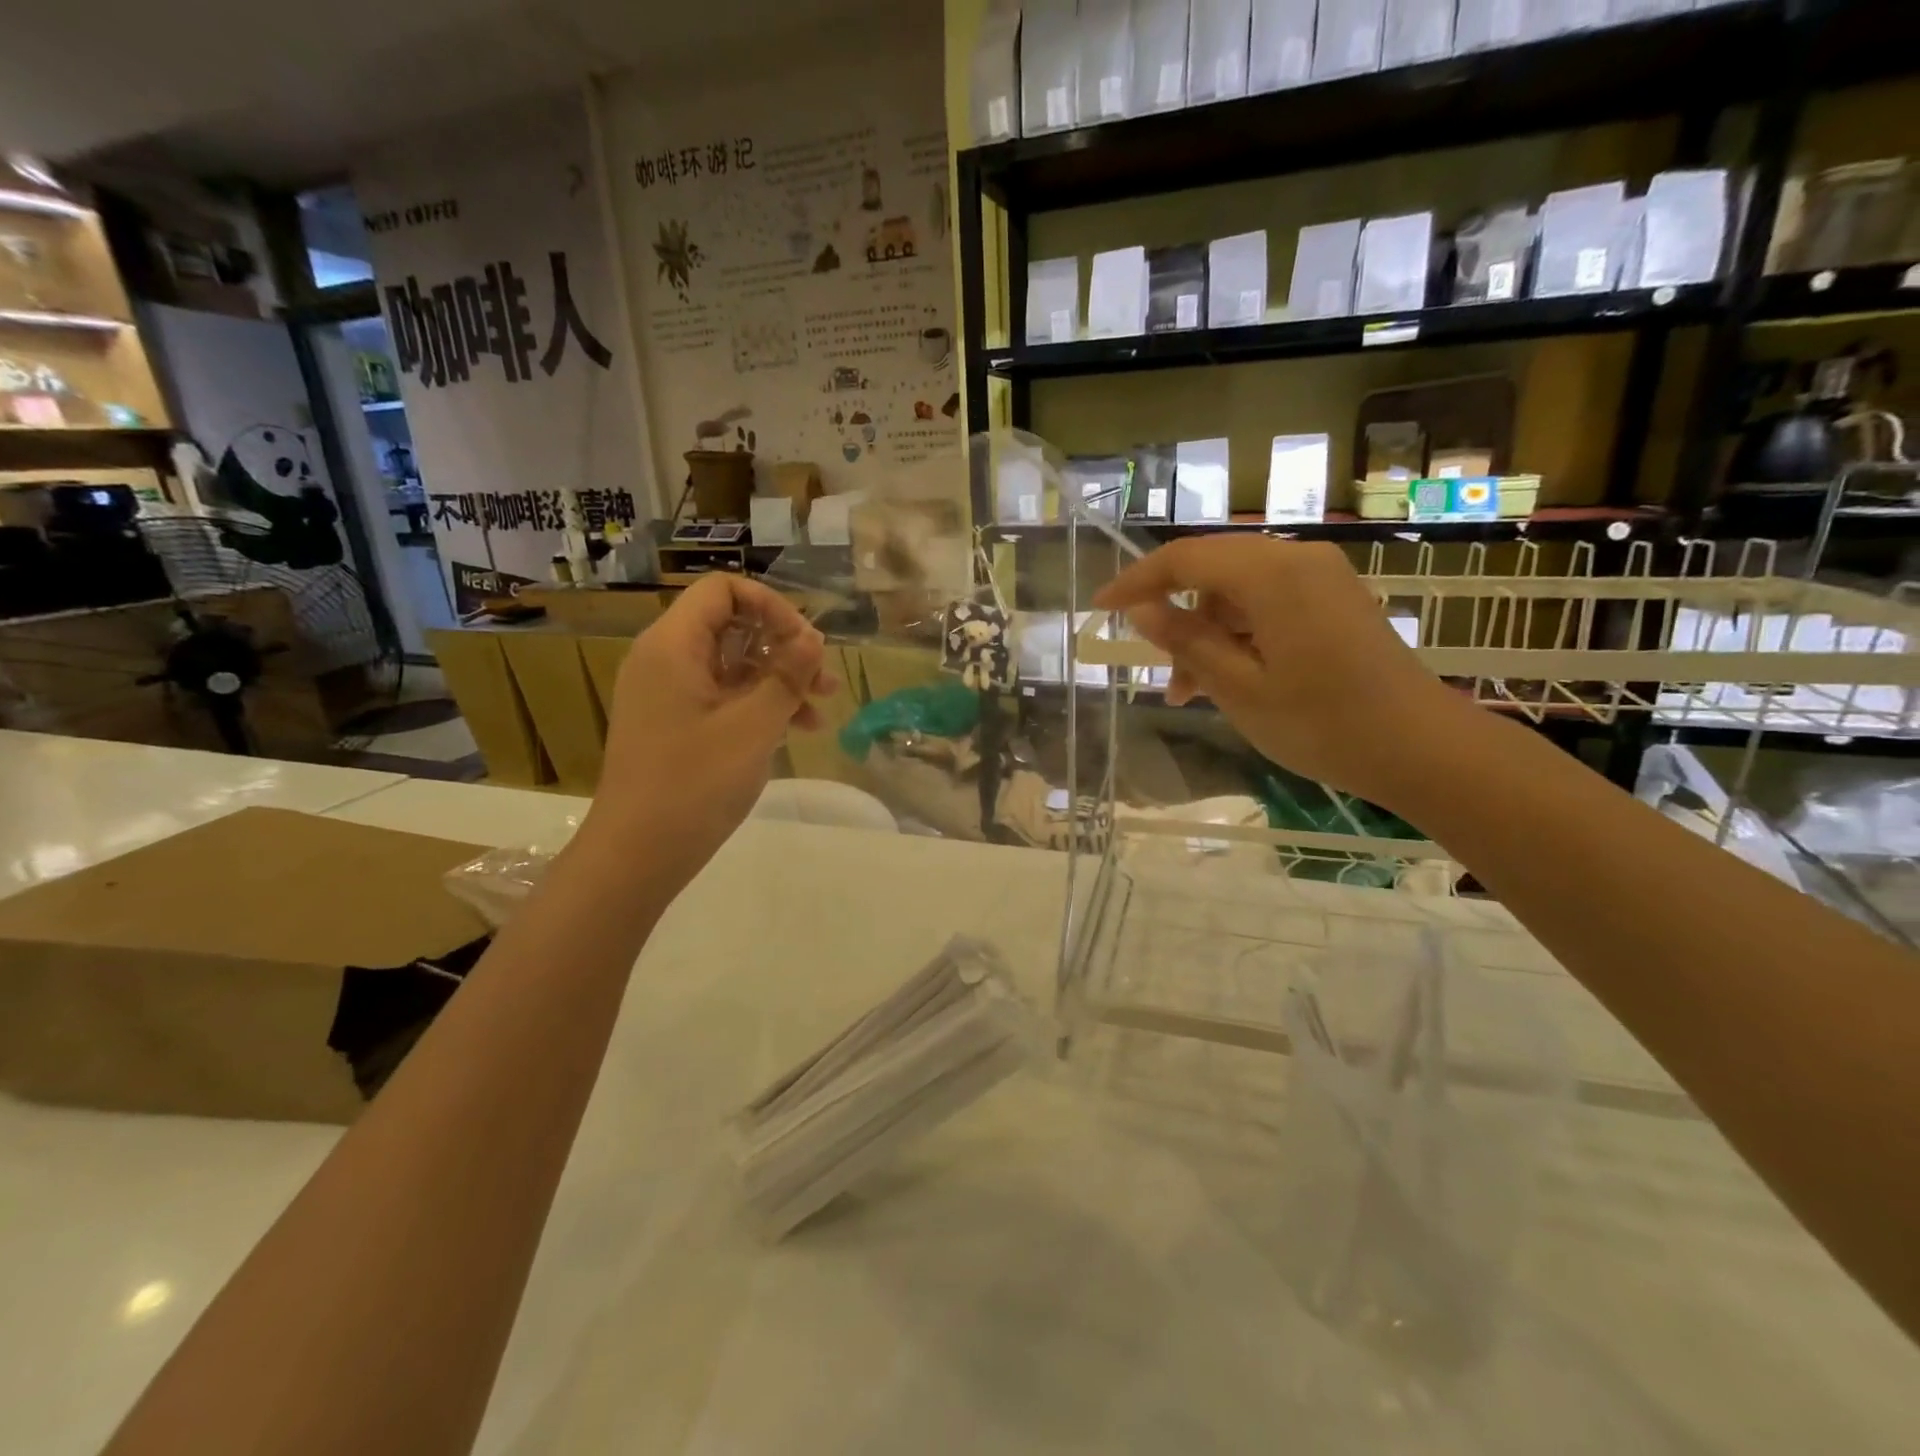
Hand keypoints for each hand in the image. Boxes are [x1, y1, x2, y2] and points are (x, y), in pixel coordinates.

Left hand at [584, 574, 833, 886]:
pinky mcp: (675, 724)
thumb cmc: (694, 783)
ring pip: (732, 665)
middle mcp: (665, 659)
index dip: (771, 606)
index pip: (723, 590)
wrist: (637, 854)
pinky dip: (758, 705)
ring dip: (779, 680)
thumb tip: (812, 637)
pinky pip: (722, 697)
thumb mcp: (753, 726)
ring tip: (821, 710)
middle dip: (784, 648)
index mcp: (673, 645)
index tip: (805, 644)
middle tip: (823, 681)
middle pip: (732, 627)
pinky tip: (795, 730)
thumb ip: (787, 675)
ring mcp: (669, 694)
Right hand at [1093, 537, 1472, 810]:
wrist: (1420, 748)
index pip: (1185, 558)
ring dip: (1206, 632)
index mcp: (1272, 575)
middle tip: (1152, 664)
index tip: (1100, 607)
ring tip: (1189, 691)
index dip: (1136, 580)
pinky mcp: (1334, 599)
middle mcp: (1298, 560)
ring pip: (1238, 590)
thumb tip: (1140, 609)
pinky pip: (1268, 602)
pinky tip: (1229, 677)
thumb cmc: (1322, 723)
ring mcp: (1322, 577)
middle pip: (1212, 568)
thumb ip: (1186, 641)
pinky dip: (1238, 633)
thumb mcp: (1238, 688)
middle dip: (1173, 613)